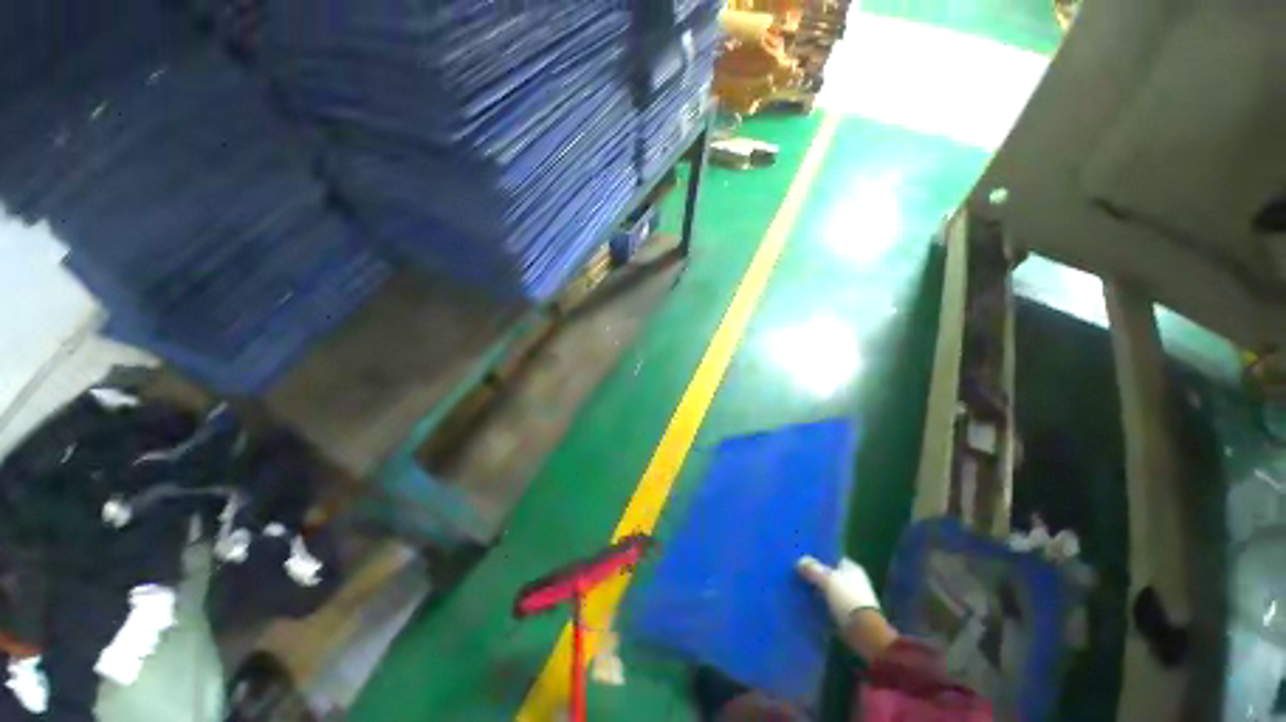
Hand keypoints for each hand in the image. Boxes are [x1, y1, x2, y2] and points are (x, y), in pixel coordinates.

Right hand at [797, 556, 896, 660]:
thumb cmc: (847, 598)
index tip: (806, 563)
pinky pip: (833, 607)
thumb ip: (813, 569)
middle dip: (819, 578)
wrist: (863, 631)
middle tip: (801, 576)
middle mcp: (856, 582)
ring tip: (802, 591)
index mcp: (853, 568)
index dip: (820, 560)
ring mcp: (854, 599)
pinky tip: (810, 606)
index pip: (835, 560)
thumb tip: (800, 562)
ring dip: (820, 593)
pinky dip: (824, 607)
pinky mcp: (850, 615)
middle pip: (832, 576)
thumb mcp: (826, 579)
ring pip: (831, 592)